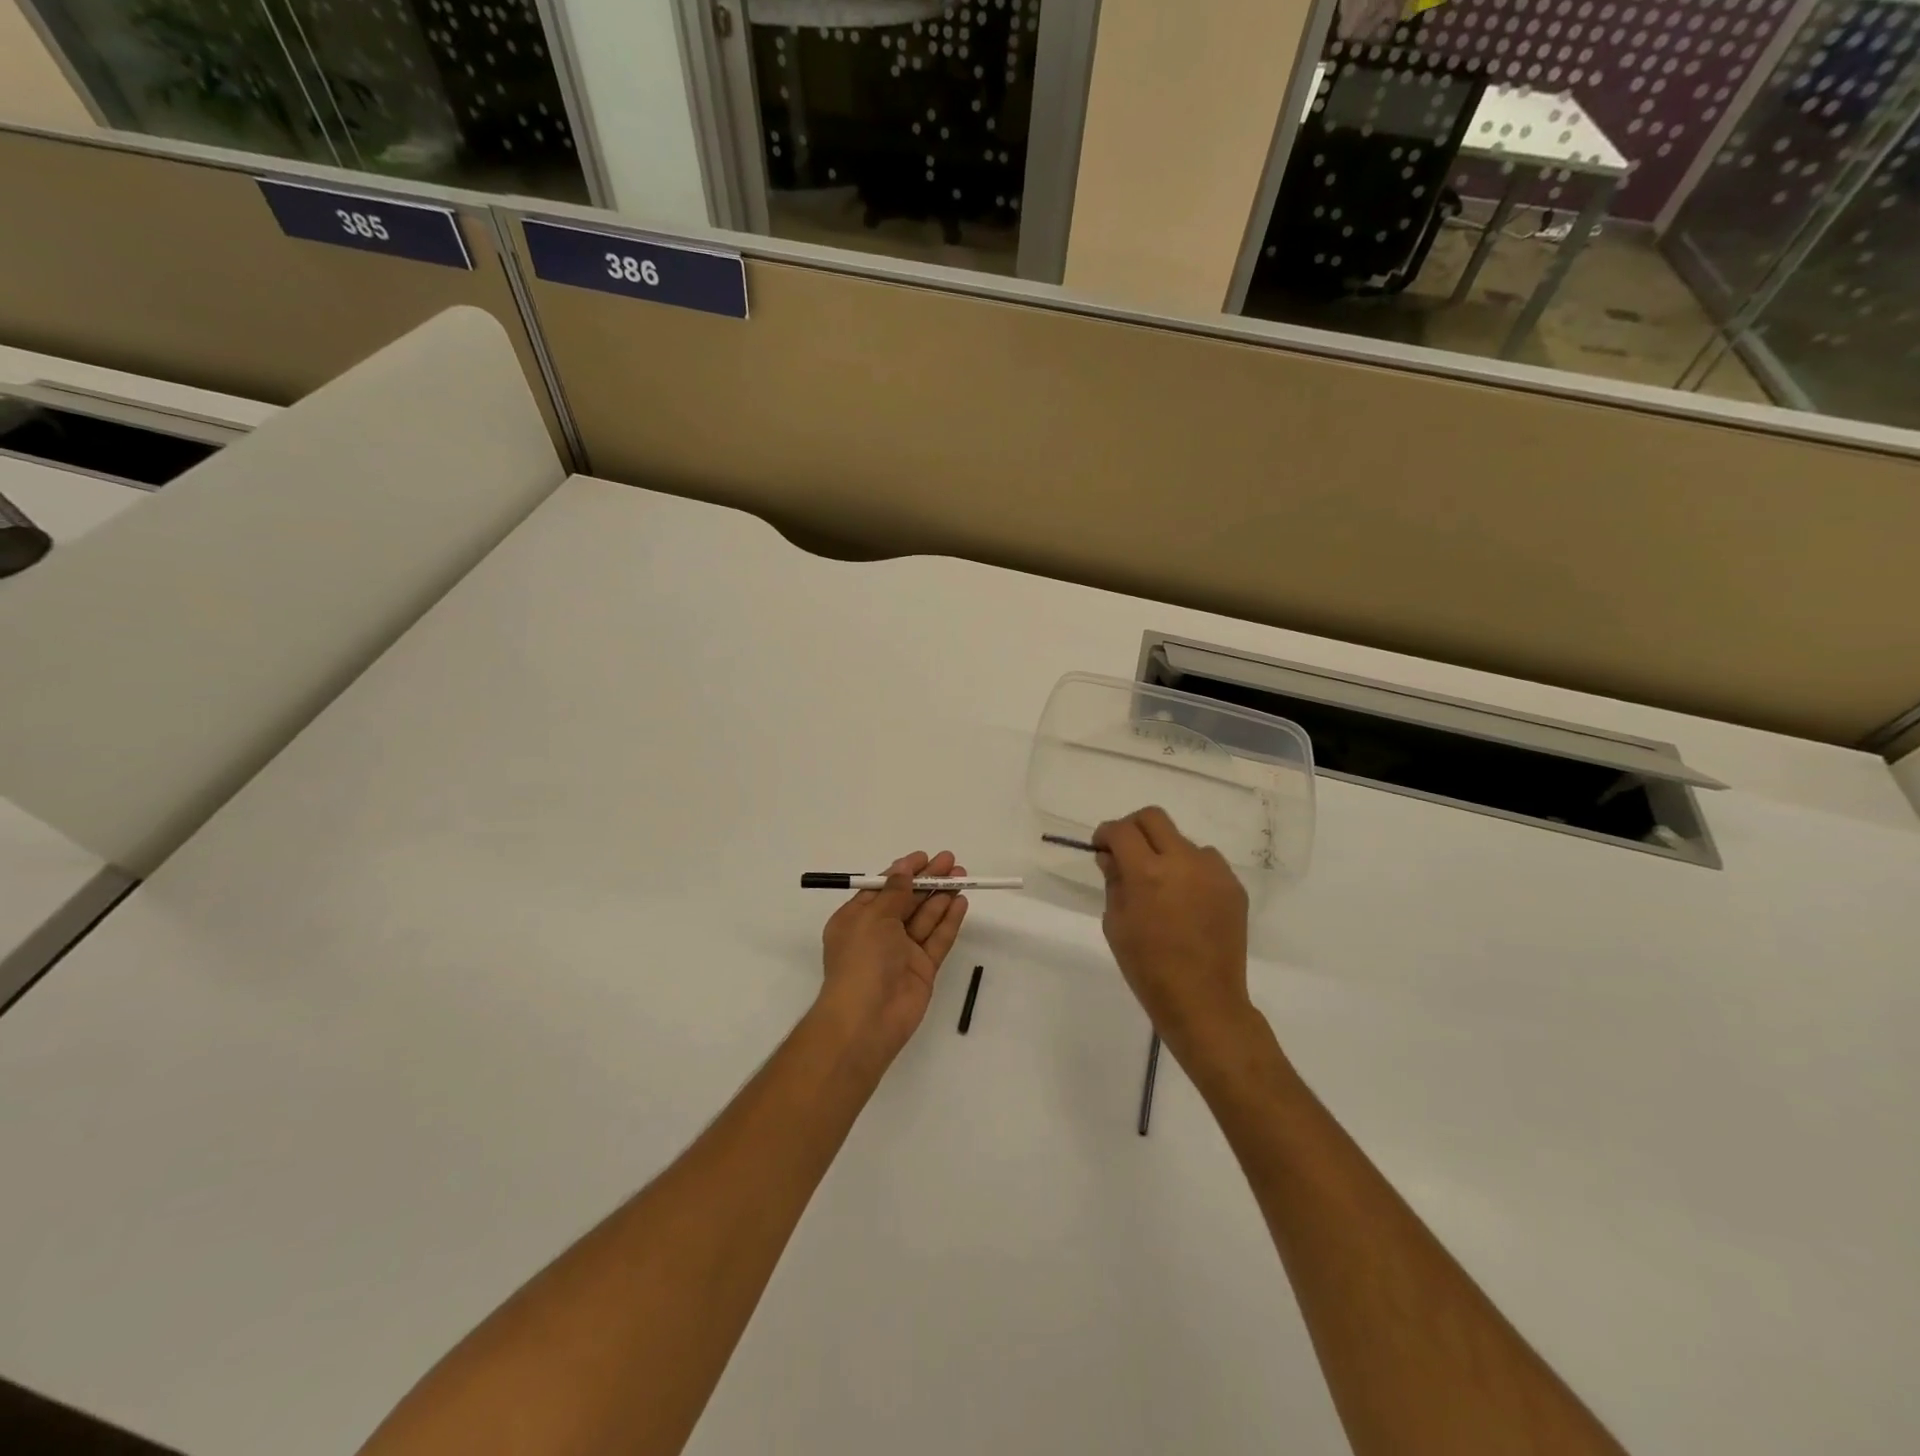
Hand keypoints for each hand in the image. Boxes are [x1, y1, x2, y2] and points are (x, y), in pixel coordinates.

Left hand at [818, 850, 968, 1063]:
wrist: (867, 1019)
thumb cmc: (861, 960)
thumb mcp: (873, 917)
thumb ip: (894, 892)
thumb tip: (904, 869)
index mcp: (856, 920)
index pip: (882, 889)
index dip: (903, 872)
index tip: (924, 857)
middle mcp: (879, 934)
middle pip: (907, 901)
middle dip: (928, 880)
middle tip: (951, 862)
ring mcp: (902, 953)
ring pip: (925, 918)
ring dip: (942, 896)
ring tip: (962, 876)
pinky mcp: (923, 969)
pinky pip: (937, 939)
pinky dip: (949, 921)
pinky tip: (961, 902)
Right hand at [1092, 807, 1252, 1058]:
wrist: (1203, 1001)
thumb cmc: (1148, 967)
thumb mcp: (1116, 924)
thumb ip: (1113, 881)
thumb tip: (1111, 856)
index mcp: (1147, 872)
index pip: (1121, 830)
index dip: (1105, 833)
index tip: (1101, 848)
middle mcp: (1183, 861)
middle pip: (1154, 818)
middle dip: (1133, 828)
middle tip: (1126, 852)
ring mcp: (1214, 872)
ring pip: (1183, 840)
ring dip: (1166, 851)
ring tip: (1162, 885)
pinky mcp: (1233, 887)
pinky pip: (1206, 863)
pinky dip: (1190, 871)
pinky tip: (1186, 901)